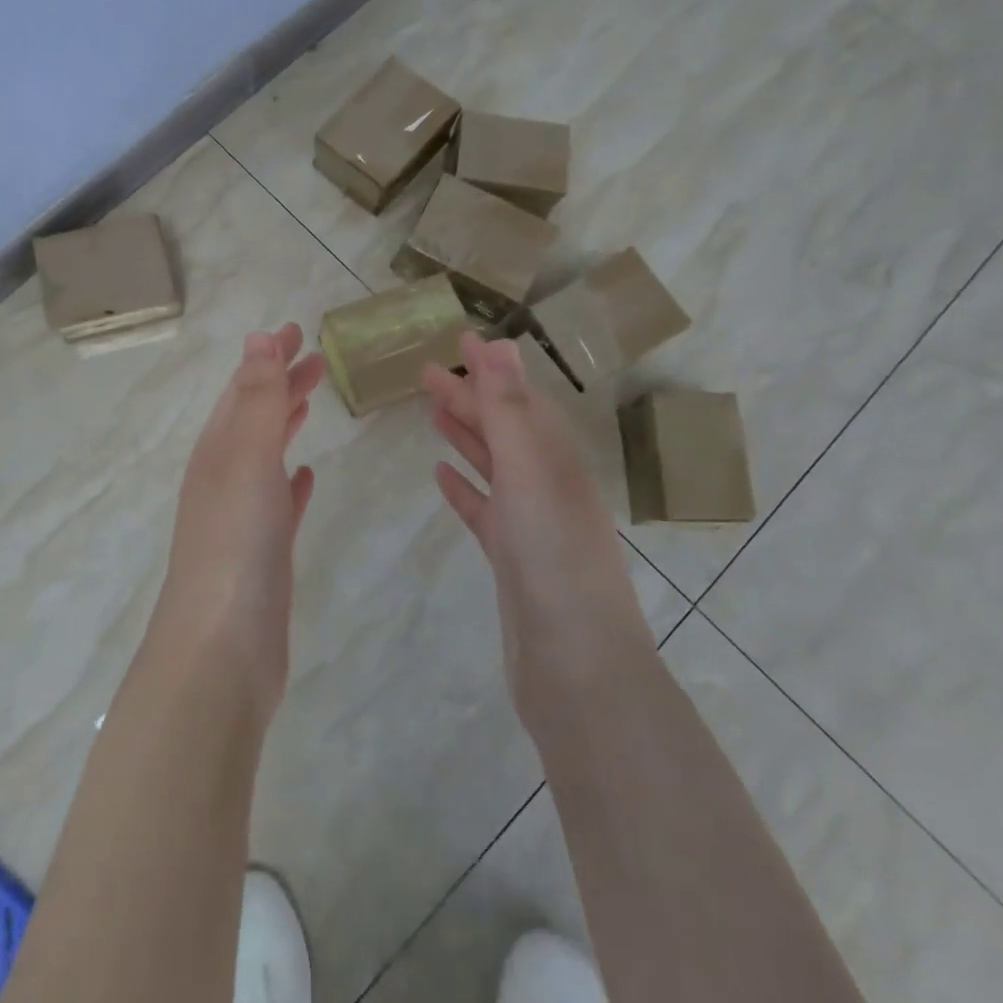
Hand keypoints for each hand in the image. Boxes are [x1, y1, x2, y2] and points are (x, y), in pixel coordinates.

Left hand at [151, 323, 325, 709]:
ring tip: (312, 400)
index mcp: (217, 450)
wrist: (221, 649)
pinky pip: (277, 502)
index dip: (269, 357)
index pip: (243, 388)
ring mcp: (241, 517)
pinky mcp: (262, 554)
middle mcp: (223, 477)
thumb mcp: (246, 458)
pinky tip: (305, 476)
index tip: (297, 330)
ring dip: (286, 423)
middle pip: (254, 416)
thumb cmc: (236, 543)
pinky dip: (290, 480)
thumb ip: (256, 399)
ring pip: (265, 455)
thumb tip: (257, 338)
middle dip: (281, 383)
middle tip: (317, 359)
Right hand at [424, 332, 651, 727]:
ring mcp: (529, 522)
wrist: (575, 661)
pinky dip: (463, 487)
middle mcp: (546, 484)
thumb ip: (508, 408)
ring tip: (433, 413)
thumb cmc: (553, 554)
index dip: (492, 370)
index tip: (460, 341)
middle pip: (503, 428)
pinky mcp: (511, 557)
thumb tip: (499, 343)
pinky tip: (441, 476)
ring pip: (492, 466)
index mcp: (556, 458)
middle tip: (426, 374)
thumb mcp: (529, 469)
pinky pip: (483, 509)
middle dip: (469, 398)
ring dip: (466, 436)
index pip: (520, 399)